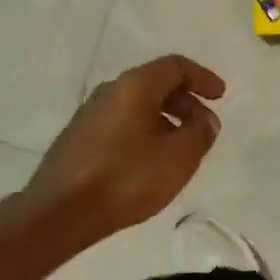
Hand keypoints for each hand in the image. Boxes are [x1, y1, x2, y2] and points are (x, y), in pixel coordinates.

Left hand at [25, 55, 225, 239]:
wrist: (58, 213)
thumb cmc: (125, 178)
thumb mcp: (178, 157)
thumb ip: (200, 133)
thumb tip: (206, 119)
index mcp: (135, 86)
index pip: (175, 66)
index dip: (203, 78)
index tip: (220, 96)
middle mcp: (110, 90)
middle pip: (156, 84)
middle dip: (185, 101)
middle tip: (203, 126)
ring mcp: (89, 114)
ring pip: (137, 105)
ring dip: (165, 119)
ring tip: (180, 147)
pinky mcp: (78, 138)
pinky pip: (121, 123)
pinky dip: (144, 131)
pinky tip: (150, 161)